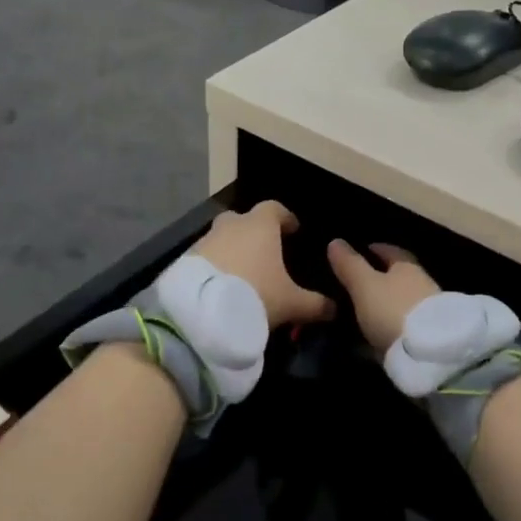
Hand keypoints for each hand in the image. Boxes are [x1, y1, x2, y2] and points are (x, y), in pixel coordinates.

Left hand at [190, 202, 333, 330]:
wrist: (201, 312)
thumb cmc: (255, 295)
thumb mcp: (292, 303)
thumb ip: (315, 304)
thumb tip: (335, 308)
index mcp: (259, 225)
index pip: (275, 208)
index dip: (286, 218)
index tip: (293, 230)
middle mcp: (231, 225)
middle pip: (244, 220)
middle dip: (254, 232)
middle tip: (265, 253)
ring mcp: (205, 240)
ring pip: (223, 238)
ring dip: (232, 250)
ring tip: (243, 275)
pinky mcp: (186, 259)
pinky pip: (206, 257)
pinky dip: (215, 266)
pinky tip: (220, 286)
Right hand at [326, 240, 441, 353]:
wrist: (429, 353)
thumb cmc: (393, 309)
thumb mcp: (364, 285)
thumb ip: (350, 265)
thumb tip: (335, 241)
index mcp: (407, 267)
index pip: (393, 252)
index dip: (378, 249)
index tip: (366, 249)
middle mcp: (422, 285)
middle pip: (400, 277)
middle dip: (383, 278)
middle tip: (361, 282)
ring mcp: (428, 312)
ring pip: (403, 302)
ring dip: (387, 304)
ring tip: (365, 310)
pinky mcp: (429, 337)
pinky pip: (405, 325)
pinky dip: (391, 325)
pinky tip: (378, 334)